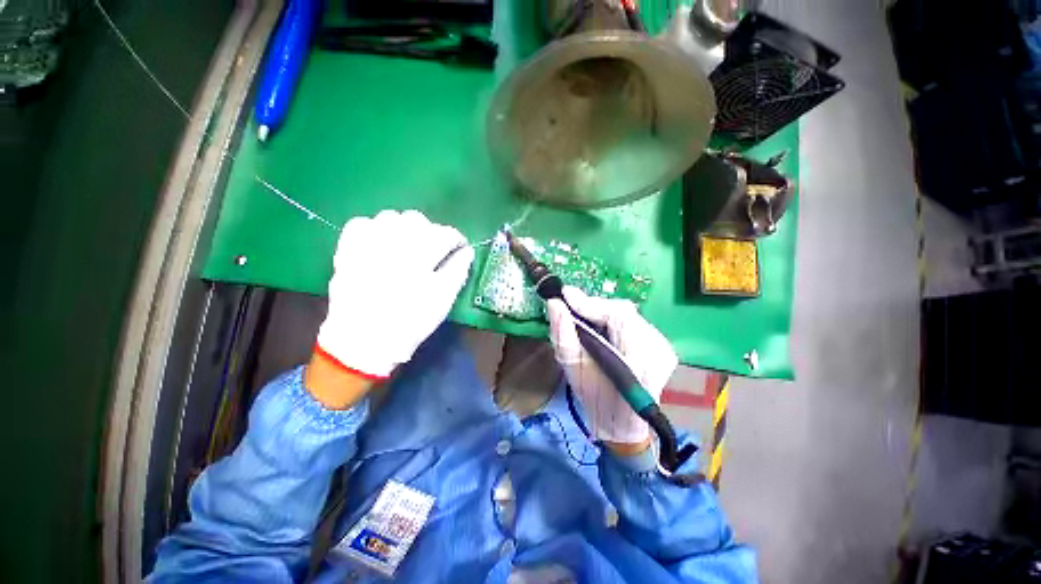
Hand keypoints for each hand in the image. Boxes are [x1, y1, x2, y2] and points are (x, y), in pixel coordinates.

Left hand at [316, 210, 473, 379]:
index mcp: (418, 256)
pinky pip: (361, 224)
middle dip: (431, 231)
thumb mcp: (442, 299)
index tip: (460, 248)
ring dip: (405, 228)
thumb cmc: (410, 321)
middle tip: (435, 250)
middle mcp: (391, 243)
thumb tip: (467, 251)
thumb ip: (457, 271)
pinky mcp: (347, 250)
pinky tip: (381, 242)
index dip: (456, 239)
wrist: (364, 339)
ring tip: (409, 246)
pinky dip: (375, 228)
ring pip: (390, 217)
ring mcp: (365, 245)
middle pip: (417, 220)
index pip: (444, 234)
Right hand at [547, 286, 677, 445]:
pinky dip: (612, 320)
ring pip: (627, 314)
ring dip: (601, 312)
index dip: (590, 302)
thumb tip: (554, 304)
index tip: (565, 294)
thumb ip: (563, 336)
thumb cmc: (597, 401)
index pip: (618, 316)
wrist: (623, 424)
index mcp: (639, 361)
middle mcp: (658, 349)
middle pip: (623, 311)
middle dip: (593, 307)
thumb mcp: (574, 371)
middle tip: (570, 306)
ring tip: (582, 315)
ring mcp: (664, 347)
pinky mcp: (662, 345)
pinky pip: (632, 321)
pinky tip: (601, 327)